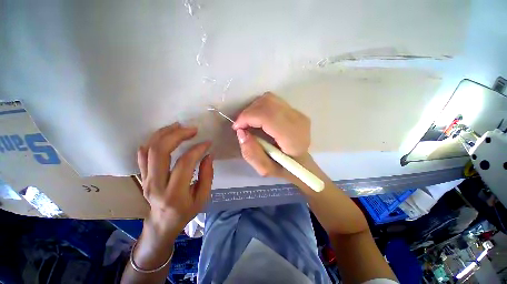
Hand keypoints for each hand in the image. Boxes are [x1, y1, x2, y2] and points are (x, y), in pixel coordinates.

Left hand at [137, 123, 212, 240]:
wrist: (162, 222)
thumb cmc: (186, 211)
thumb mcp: (203, 197)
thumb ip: (207, 175)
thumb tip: (208, 155)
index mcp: (174, 193)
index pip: (184, 163)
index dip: (197, 149)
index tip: (207, 142)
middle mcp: (156, 184)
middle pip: (160, 151)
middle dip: (177, 135)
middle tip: (192, 129)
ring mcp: (145, 179)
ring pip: (149, 149)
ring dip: (164, 133)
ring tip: (179, 126)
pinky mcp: (142, 175)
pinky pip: (142, 153)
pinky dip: (153, 140)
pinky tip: (166, 135)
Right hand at [233, 92, 310, 177]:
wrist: (303, 163)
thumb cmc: (285, 169)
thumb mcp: (266, 169)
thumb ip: (252, 154)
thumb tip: (241, 132)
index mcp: (293, 137)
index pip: (267, 116)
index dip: (247, 117)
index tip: (237, 127)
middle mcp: (298, 121)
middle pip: (267, 103)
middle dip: (248, 112)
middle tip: (241, 126)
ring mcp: (298, 113)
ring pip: (269, 99)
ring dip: (253, 109)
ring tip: (248, 123)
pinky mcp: (295, 111)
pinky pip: (273, 101)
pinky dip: (260, 107)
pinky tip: (258, 119)